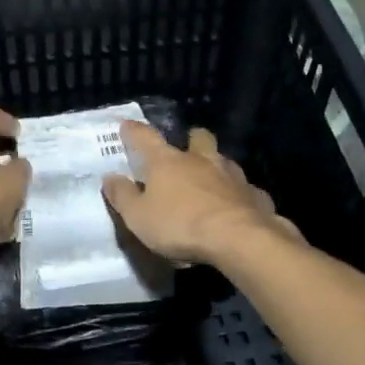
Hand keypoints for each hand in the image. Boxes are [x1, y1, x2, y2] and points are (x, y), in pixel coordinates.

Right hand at [102, 123, 300, 265]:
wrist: (238, 239)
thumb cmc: (180, 225)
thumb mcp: (138, 217)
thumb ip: (123, 196)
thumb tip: (110, 177)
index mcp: (167, 162)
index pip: (145, 137)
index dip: (133, 131)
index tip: (126, 126)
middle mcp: (200, 160)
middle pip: (198, 138)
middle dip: (191, 139)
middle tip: (185, 150)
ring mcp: (231, 175)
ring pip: (224, 161)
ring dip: (217, 168)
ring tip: (211, 183)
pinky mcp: (255, 195)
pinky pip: (246, 191)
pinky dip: (239, 197)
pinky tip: (237, 209)